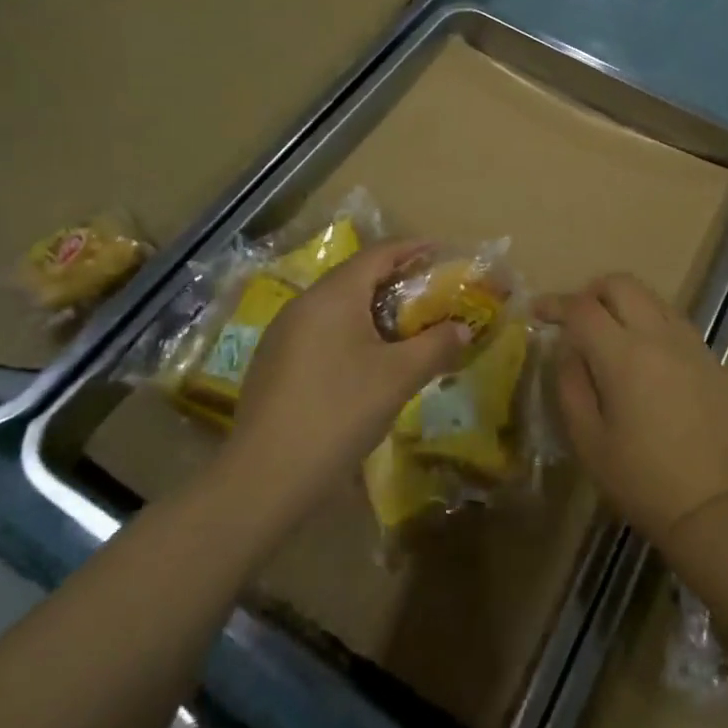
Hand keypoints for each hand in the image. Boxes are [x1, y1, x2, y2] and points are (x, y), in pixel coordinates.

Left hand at [221, 241, 471, 528]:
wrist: (264, 479)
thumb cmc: (339, 413)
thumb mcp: (399, 377)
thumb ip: (436, 345)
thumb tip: (463, 328)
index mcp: (334, 295)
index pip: (378, 254)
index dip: (412, 249)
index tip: (440, 251)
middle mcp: (304, 304)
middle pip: (355, 277)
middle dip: (394, 281)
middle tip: (428, 293)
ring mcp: (282, 335)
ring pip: (336, 307)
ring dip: (371, 309)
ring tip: (403, 328)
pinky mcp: (273, 364)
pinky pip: (319, 332)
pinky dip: (349, 332)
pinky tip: (364, 363)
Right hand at [542, 274, 727, 542]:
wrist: (721, 505)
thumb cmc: (644, 480)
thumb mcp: (589, 442)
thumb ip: (571, 385)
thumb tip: (568, 349)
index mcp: (623, 354)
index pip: (582, 307)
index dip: (556, 303)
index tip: (539, 311)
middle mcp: (659, 334)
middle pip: (621, 283)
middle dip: (592, 292)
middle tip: (577, 320)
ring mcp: (691, 342)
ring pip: (651, 297)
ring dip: (624, 304)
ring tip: (610, 337)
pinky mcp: (712, 357)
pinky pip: (674, 321)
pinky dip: (650, 322)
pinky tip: (645, 358)